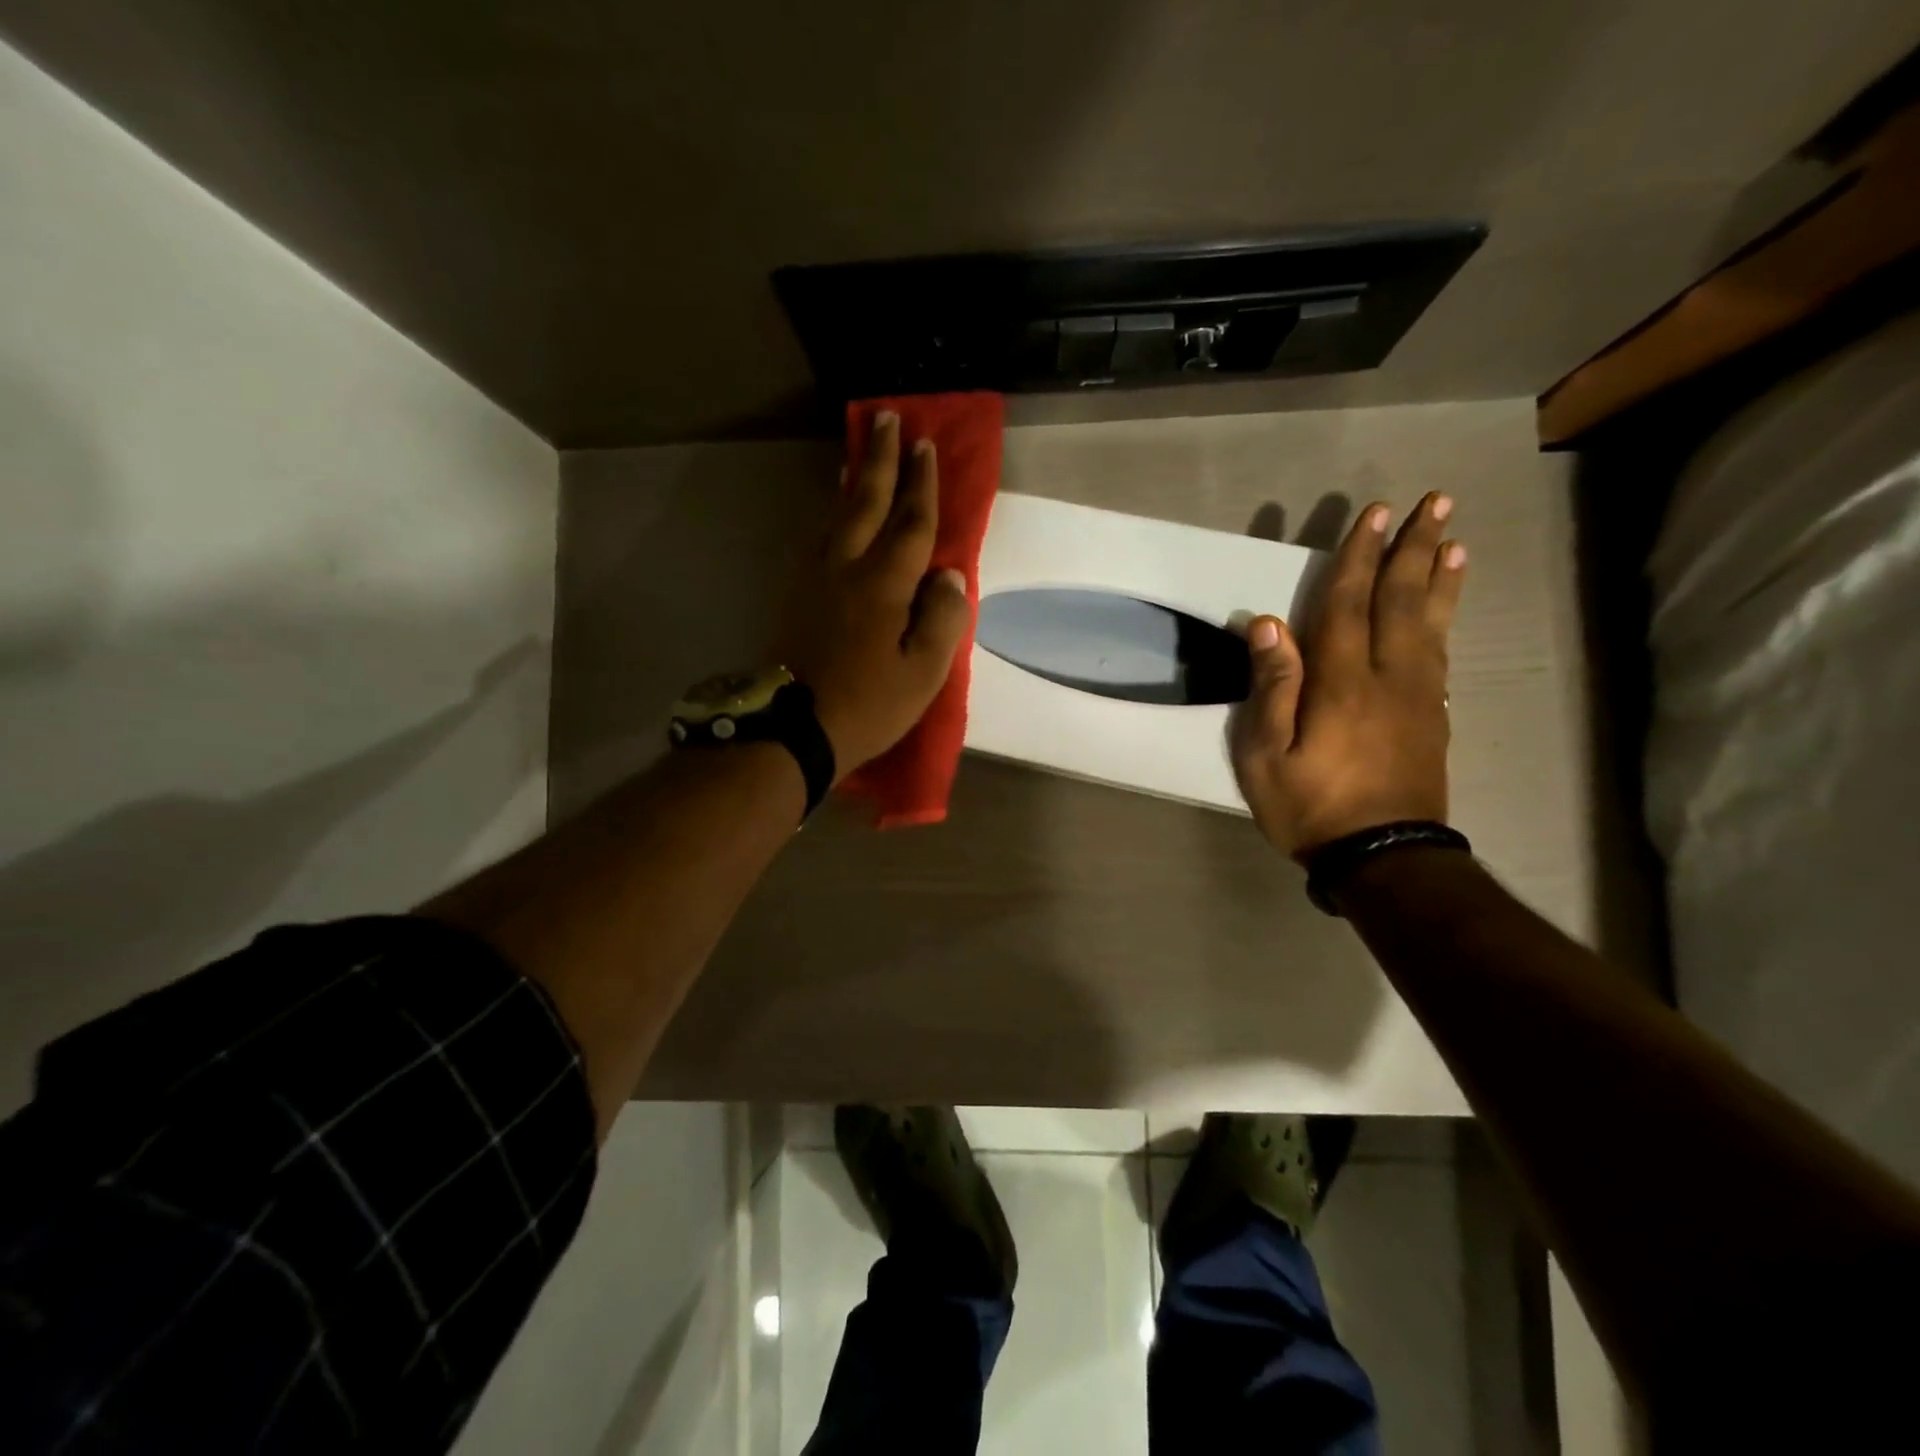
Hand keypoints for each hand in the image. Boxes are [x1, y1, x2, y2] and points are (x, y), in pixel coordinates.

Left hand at [776, 411, 969, 777]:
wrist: (793, 729)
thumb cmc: (867, 705)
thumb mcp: (922, 674)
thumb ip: (942, 619)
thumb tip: (947, 576)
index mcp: (884, 585)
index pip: (911, 523)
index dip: (922, 484)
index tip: (926, 445)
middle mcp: (847, 568)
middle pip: (867, 502)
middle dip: (881, 459)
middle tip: (887, 418)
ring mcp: (815, 578)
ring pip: (837, 514)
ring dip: (853, 479)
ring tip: (861, 452)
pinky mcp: (795, 594)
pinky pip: (818, 537)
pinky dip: (831, 512)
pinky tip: (834, 509)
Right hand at [1230, 493, 1466, 859]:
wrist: (1384, 857)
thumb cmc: (1311, 807)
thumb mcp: (1266, 756)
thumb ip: (1271, 688)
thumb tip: (1268, 624)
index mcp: (1342, 683)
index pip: (1347, 605)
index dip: (1357, 557)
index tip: (1373, 515)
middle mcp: (1388, 677)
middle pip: (1401, 601)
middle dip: (1414, 549)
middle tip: (1435, 502)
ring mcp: (1418, 697)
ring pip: (1431, 623)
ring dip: (1441, 577)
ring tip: (1455, 540)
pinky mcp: (1432, 717)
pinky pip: (1441, 654)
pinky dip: (1448, 619)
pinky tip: (1447, 606)